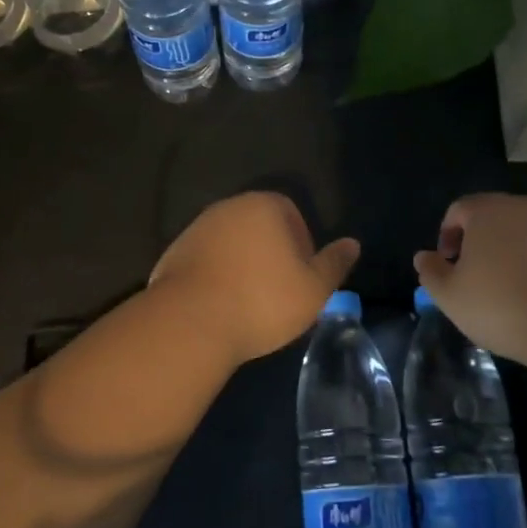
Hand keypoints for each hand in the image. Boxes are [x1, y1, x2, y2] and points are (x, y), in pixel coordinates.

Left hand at [150, 192, 359, 365]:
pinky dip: (216, 277)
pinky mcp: (174, 253)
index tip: (302, 277)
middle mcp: (227, 208)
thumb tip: (352, 244)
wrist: (190, 322)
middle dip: (271, 254)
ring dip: (242, 265)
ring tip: (249, 302)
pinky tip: (220, 306)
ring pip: (231, 243)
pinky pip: (205, 261)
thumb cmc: (261, 301)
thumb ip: (334, 264)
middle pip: (259, 226)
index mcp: (263, 205)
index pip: (291, 212)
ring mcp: (196, 229)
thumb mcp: (313, 289)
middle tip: (279, 292)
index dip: (302, 244)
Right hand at [413, 194, 526, 366]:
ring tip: (513, 291)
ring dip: (515, 254)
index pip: (459, 210)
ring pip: (526, 233)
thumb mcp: (452, 297)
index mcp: (487, 211)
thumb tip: (423, 257)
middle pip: (494, 218)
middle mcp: (524, 207)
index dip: (448, 235)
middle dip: (482, 243)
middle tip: (478, 278)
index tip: (450, 264)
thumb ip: (431, 273)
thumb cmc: (504, 306)